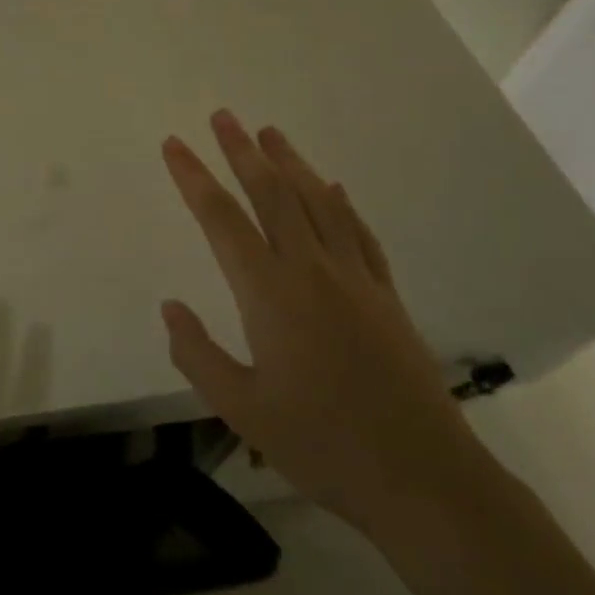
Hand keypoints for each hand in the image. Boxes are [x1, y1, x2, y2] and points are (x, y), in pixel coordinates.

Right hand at [159, 111, 494, 542]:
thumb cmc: (323, 445)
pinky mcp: (386, 295)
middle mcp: (311, 270)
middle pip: (272, 194)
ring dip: (291, 163)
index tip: (173, 145)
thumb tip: (170, 307)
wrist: (424, 479)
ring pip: (318, 203)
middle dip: (243, 151)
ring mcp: (355, 278)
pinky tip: (333, 188)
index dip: (194, 178)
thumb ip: (197, 354)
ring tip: (270, 132)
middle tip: (223, 116)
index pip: (221, 219)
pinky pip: (359, 233)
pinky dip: (342, 204)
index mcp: (270, 293)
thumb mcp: (242, 410)